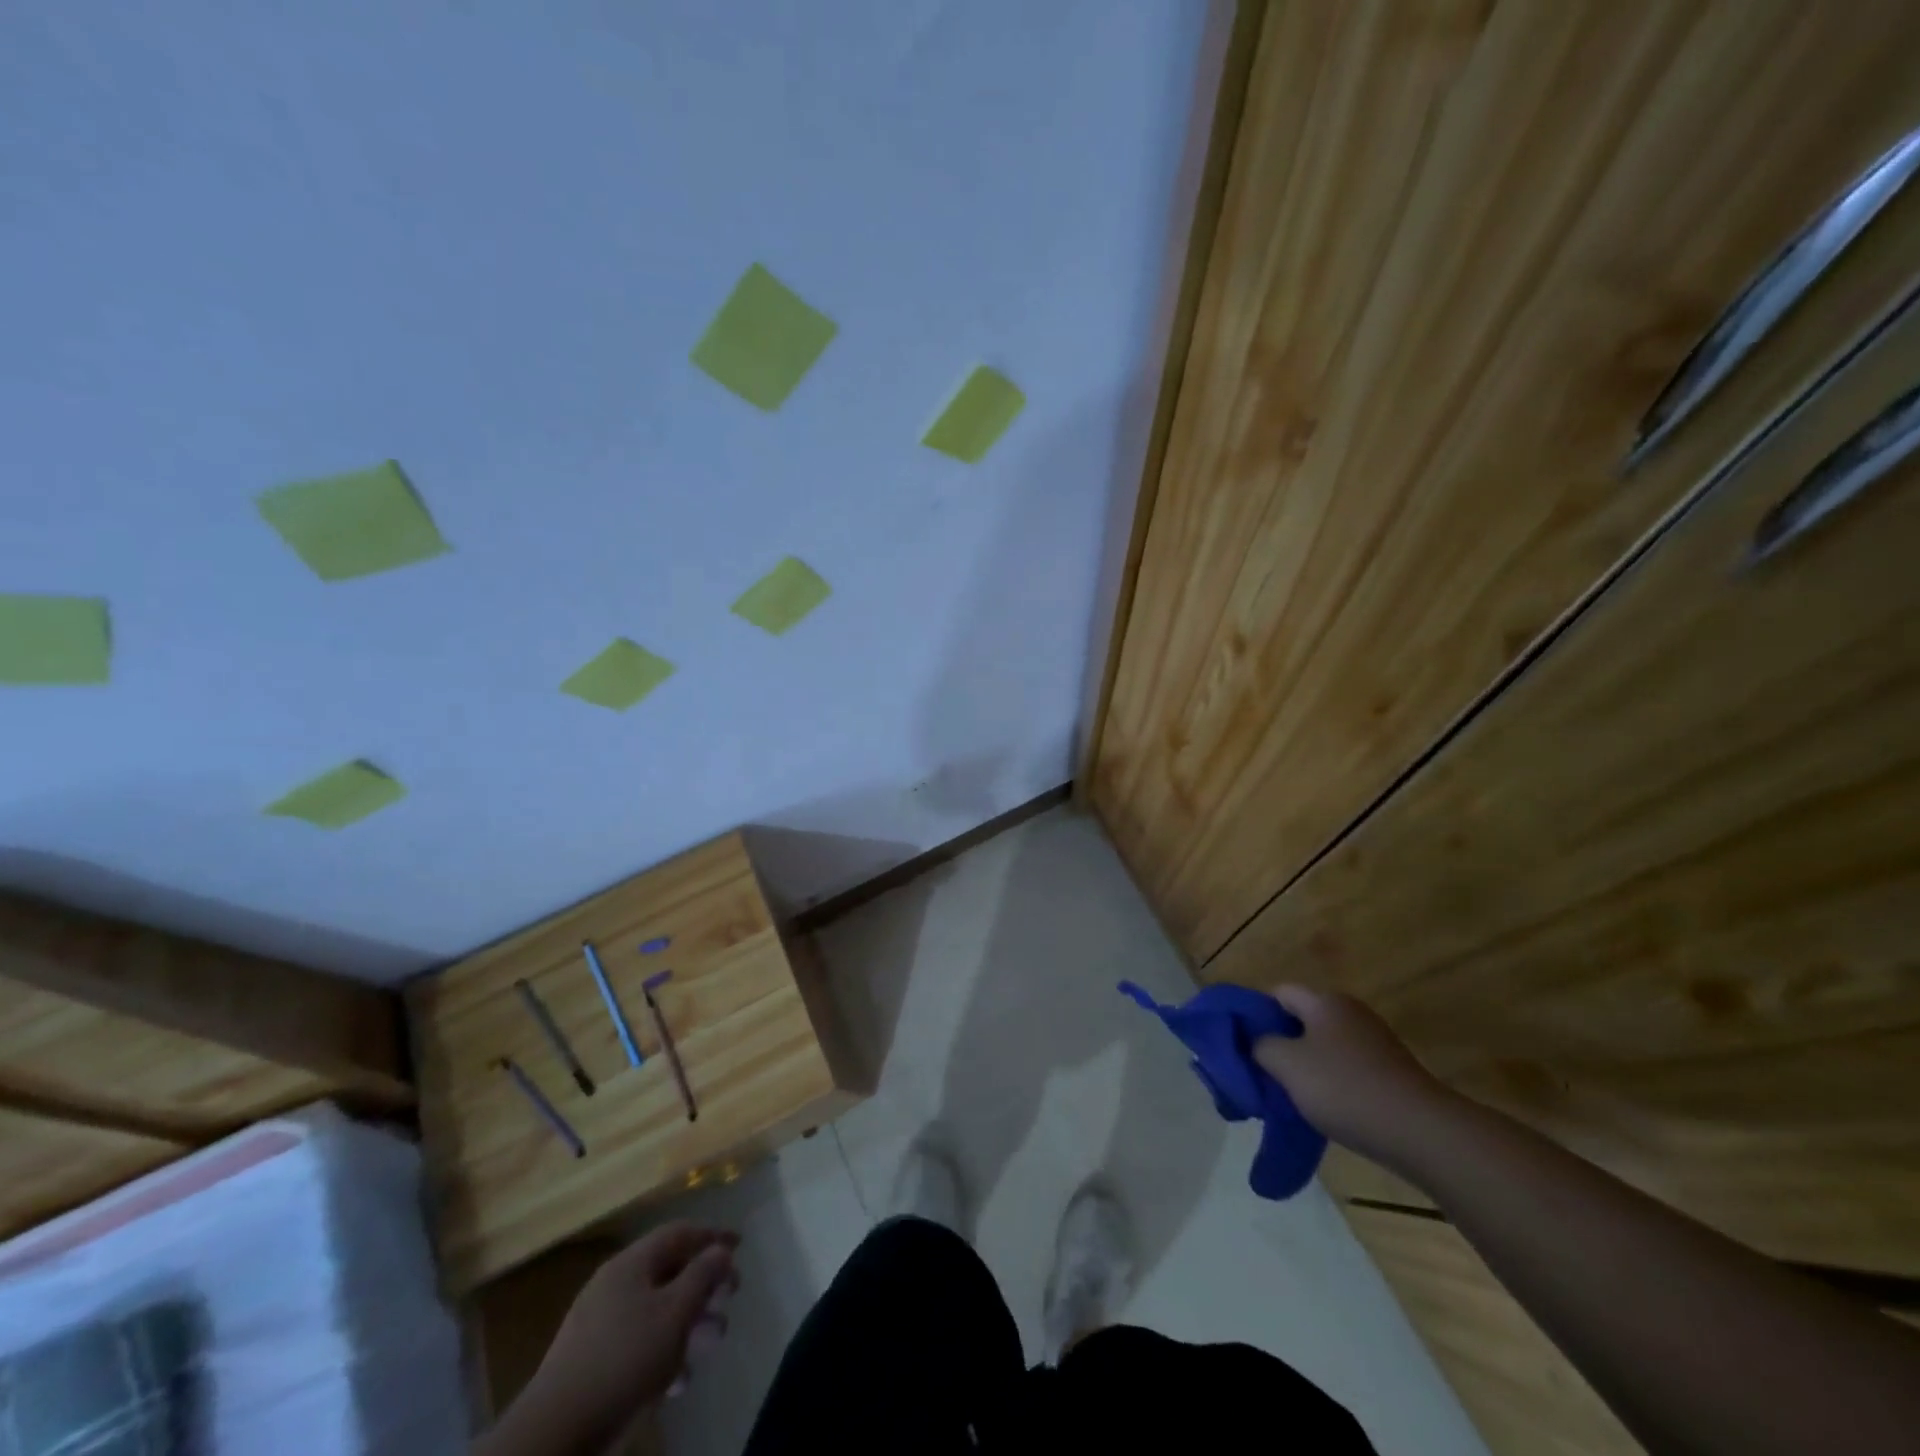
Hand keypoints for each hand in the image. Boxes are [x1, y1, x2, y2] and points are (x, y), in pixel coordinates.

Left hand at [486, 1223, 738, 1455]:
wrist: (554, 1433)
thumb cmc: (624, 1359)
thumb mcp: (674, 1313)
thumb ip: (702, 1275)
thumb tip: (721, 1249)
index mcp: (631, 1263)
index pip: (679, 1233)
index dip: (712, 1236)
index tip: (740, 1245)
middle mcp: (615, 1284)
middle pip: (669, 1271)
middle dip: (704, 1285)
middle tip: (731, 1297)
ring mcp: (600, 1323)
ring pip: (656, 1310)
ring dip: (689, 1323)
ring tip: (712, 1341)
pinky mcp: (592, 1361)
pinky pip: (638, 1342)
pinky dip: (663, 1351)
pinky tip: (678, 1379)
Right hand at [1253, 986, 1453, 1167]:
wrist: (1422, 1132)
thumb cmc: (1345, 1088)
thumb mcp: (1287, 1065)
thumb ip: (1261, 1047)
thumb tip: (1257, 1043)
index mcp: (1324, 1001)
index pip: (1278, 993)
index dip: (1255, 1013)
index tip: (1242, 1043)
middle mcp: (1350, 1012)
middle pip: (1301, 1019)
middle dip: (1279, 1042)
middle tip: (1260, 1071)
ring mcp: (1374, 1042)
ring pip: (1323, 1046)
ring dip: (1304, 1066)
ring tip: (1288, 1094)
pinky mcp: (1390, 1071)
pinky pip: (1346, 1067)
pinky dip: (1330, 1082)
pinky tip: (1323, 1108)